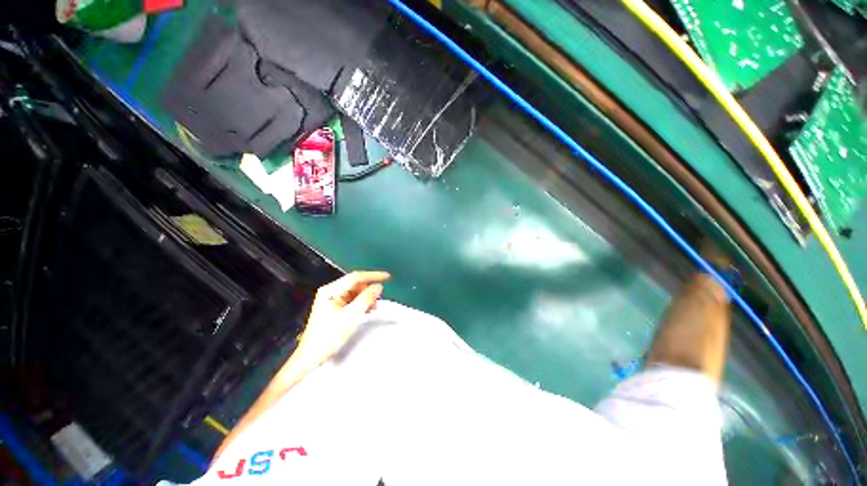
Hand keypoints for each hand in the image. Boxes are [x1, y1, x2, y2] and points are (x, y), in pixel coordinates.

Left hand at [295, 271, 390, 368]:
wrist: (312, 356)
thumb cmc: (328, 336)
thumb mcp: (351, 316)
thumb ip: (366, 299)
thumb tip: (378, 287)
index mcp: (331, 290)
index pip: (355, 278)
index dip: (373, 276)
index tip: (387, 276)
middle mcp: (331, 292)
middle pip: (356, 285)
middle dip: (369, 290)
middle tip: (378, 299)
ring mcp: (333, 299)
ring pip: (356, 292)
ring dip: (366, 298)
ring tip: (372, 307)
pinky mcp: (335, 307)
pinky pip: (353, 300)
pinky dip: (362, 303)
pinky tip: (367, 310)